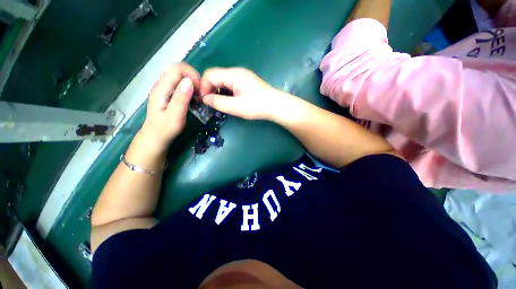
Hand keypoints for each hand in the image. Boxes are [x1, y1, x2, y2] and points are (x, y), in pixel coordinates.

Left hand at [141, 63, 199, 149]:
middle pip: (178, 69)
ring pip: (180, 76)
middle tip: (200, 93)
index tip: (200, 88)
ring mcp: (164, 88)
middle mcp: (161, 84)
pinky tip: (193, 97)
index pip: (176, 68)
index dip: (191, 74)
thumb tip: (189, 82)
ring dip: (192, 83)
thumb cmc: (166, 128)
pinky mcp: (168, 93)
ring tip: (198, 96)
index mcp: (161, 88)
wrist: (156, 136)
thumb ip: (181, 99)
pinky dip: (189, 87)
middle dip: (193, 77)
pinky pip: (180, 84)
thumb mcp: (175, 116)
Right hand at [200, 67, 288, 120]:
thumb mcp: (235, 107)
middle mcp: (236, 72)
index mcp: (233, 75)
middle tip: (212, 103)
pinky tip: (230, 100)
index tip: (205, 100)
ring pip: (223, 80)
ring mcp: (242, 76)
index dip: (203, 86)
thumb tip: (205, 99)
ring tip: (221, 103)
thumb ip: (218, 102)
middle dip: (210, 89)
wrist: (276, 105)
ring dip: (218, 91)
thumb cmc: (257, 106)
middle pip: (216, 76)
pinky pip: (231, 83)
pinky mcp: (246, 81)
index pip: (209, 74)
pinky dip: (226, 91)